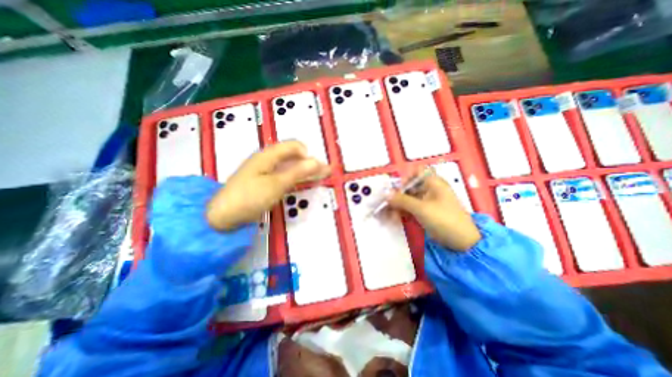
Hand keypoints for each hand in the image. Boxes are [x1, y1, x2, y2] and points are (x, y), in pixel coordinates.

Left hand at [206, 140, 329, 229]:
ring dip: (304, 170)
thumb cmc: (250, 197)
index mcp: (268, 155)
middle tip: (325, 172)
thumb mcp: (276, 184)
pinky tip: (301, 181)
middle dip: (310, 162)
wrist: (222, 216)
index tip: (319, 168)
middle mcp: (267, 159)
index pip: (294, 146)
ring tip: (318, 176)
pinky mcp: (263, 181)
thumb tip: (317, 161)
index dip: (309, 154)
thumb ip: (297, 172)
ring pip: (289, 165)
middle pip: (293, 155)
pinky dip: (295, 177)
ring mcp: (264, 170)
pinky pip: (283, 174)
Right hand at [386, 172, 480, 251]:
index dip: (406, 177)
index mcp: (434, 183)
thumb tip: (386, 194)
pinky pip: (411, 208)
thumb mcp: (421, 208)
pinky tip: (395, 218)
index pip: (417, 172)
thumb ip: (402, 200)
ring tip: (388, 214)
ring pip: (409, 198)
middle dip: (398, 194)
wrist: (461, 242)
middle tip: (387, 204)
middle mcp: (430, 189)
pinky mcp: (426, 212)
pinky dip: (403, 211)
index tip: (397, 188)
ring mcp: (428, 201)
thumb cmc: (443, 219)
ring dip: (398, 205)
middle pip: (410, 186)